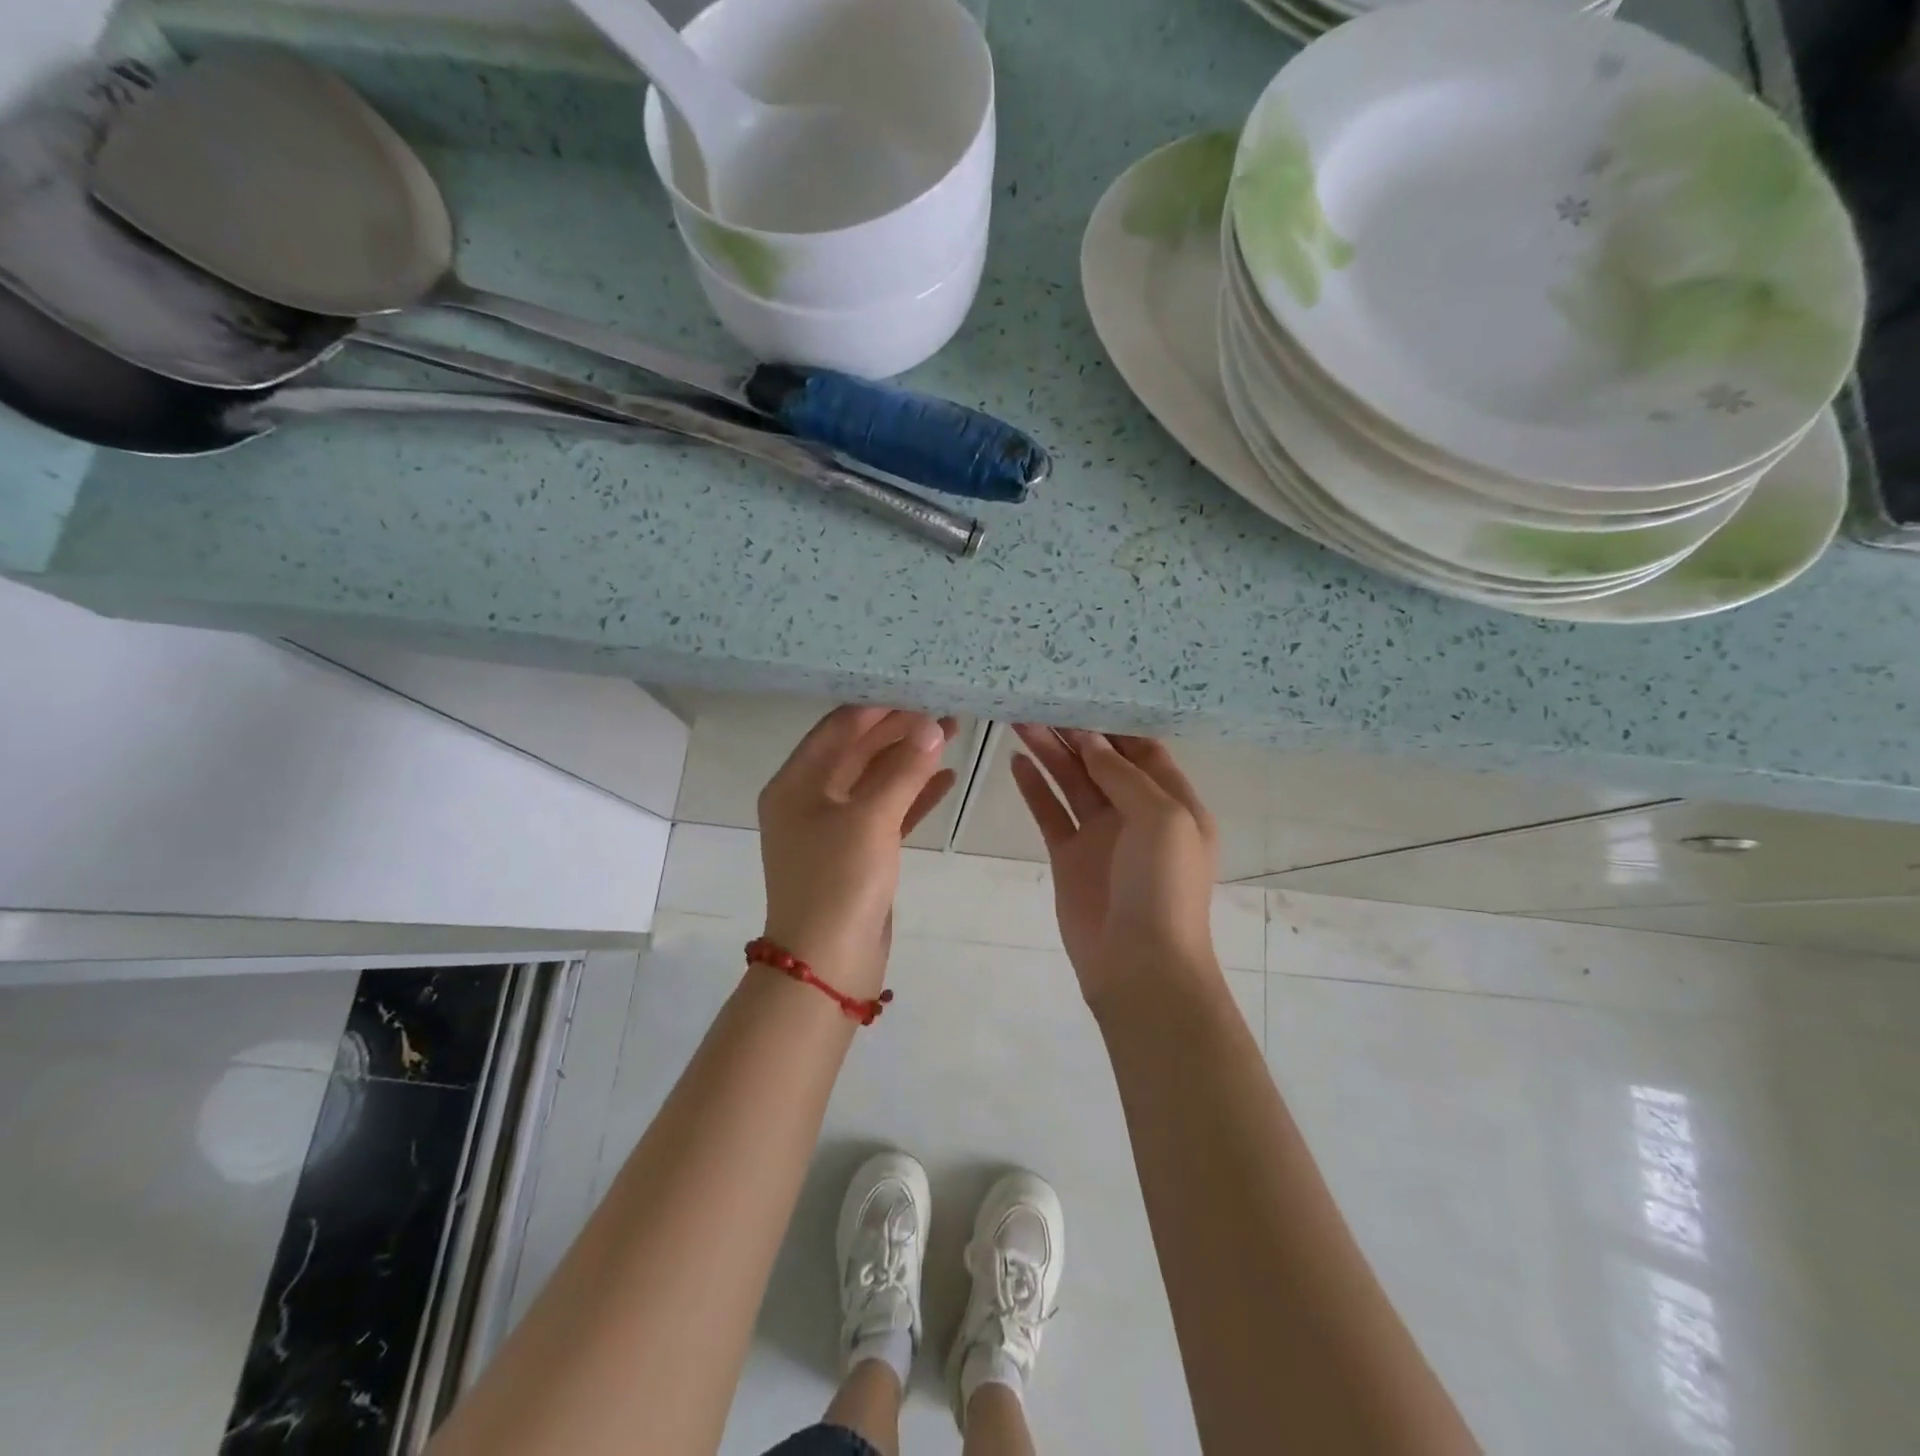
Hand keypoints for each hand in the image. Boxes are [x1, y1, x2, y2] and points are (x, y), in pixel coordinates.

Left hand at [757, 706, 957, 998]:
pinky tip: (946, 778)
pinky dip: (913, 795)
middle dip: (899, 731)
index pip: (838, 728)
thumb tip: (930, 726)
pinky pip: (887, 812)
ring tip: (953, 732)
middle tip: (944, 709)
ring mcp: (833, 828)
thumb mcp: (870, 819)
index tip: (918, 688)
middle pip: (858, 751)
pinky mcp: (856, 853)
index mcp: (795, 784)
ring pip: (876, 780)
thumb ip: (902, 770)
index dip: (878, 707)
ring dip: (911, 759)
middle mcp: (809, 799)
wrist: (827, 965)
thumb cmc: (838, 882)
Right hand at [1010, 726, 1219, 1005]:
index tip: (1081, 694)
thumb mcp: (1162, 819)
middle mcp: (1136, 813)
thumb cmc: (1164, 886)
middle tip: (1039, 700)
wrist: (1140, 965)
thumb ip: (1124, 776)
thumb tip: (1091, 741)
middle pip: (1101, 761)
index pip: (1142, 749)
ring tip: (1019, 720)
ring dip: (1048, 752)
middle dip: (1073, 733)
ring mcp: (1100, 835)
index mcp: (1172, 802)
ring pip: (1071, 782)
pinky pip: (1049, 813)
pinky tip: (1016, 760)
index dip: (1113, 724)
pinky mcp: (1069, 856)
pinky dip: (1034, 788)